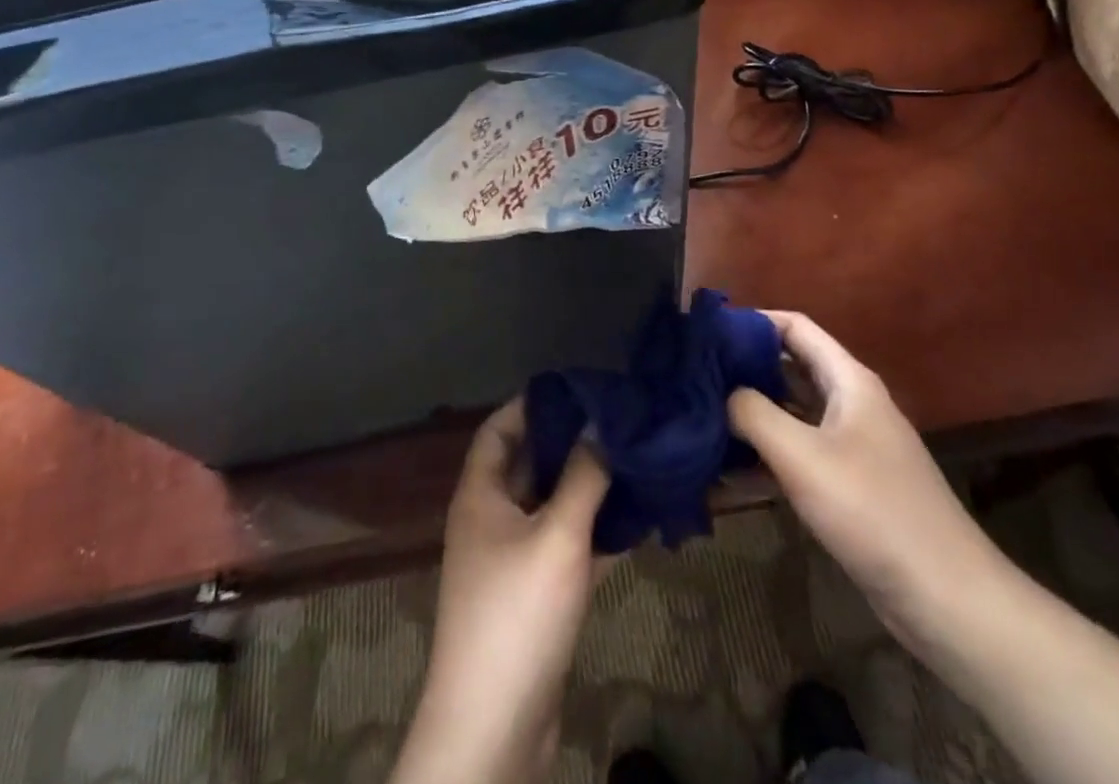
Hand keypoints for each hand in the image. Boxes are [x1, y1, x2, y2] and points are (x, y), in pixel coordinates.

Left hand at [391, 400, 609, 783]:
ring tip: (635, 462)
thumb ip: (583, 477)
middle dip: (571, 443)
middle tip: (618, 422)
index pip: (500, 428)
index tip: (577, 389)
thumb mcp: (556, 536)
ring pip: (553, 507)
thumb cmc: (517, 614)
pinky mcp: (535, 597)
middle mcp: (491, 519)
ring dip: (589, 489)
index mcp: (480, 494)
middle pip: (530, 465)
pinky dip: (596, 533)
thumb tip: (602, 422)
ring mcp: (512, 560)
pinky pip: (566, 547)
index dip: (532, 404)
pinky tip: (638, 521)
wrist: (494, 728)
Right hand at [728, 311, 1007, 648]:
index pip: (795, 327)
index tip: (708, 332)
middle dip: (744, 367)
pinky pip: (798, 454)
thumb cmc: (873, 511)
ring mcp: (851, 445)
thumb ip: (753, 413)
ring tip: (701, 416)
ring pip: (791, 413)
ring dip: (751, 414)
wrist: (947, 600)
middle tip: (695, 375)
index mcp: (849, 381)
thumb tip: (721, 392)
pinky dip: (766, 455)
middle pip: (790, 367)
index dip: (753, 321)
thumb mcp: (802, 456)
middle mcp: (851, 403)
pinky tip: (727, 470)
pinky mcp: (848, 485)